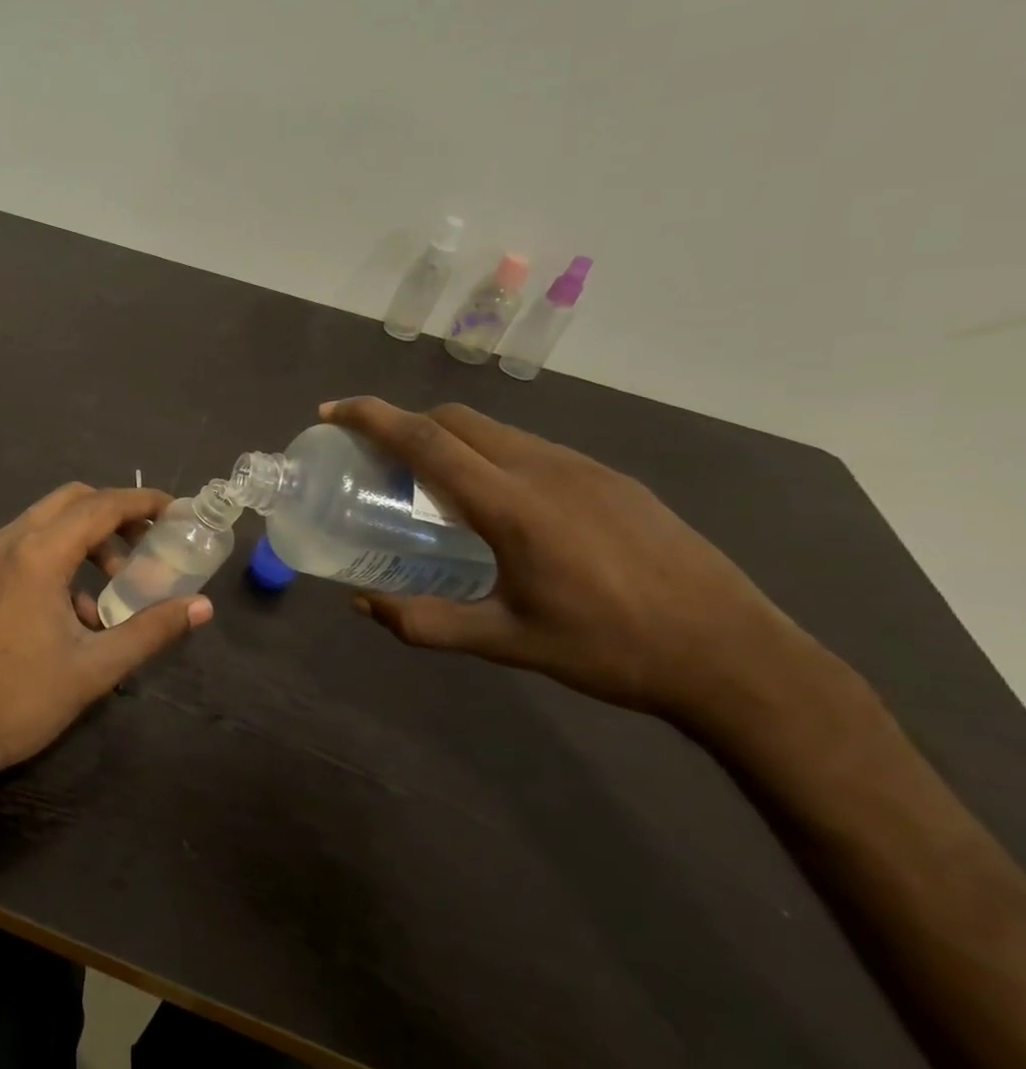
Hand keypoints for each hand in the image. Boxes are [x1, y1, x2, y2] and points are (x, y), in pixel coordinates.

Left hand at [0, 482, 214, 779]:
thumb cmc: (22, 700)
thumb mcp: (96, 667)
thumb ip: (151, 630)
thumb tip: (202, 607)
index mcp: (36, 555)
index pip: (99, 506)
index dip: (142, 502)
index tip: (175, 511)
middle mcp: (9, 541)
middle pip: (72, 500)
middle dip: (116, 513)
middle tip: (149, 542)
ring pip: (48, 520)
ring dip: (88, 536)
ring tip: (118, 580)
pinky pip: (29, 543)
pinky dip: (62, 553)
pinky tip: (78, 606)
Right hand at [322, 397, 823, 727]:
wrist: (736, 655)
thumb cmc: (612, 650)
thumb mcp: (508, 643)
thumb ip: (426, 622)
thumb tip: (361, 604)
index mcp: (512, 505)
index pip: (426, 440)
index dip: (371, 417)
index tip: (332, 412)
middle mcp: (544, 469)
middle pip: (456, 419)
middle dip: (404, 421)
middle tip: (374, 454)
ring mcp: (584, 468)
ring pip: (495, 430)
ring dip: (448, 437)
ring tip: (432, 481)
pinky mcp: (612, 478)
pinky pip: (530, 447)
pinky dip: (489, 453)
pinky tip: (498, 501)